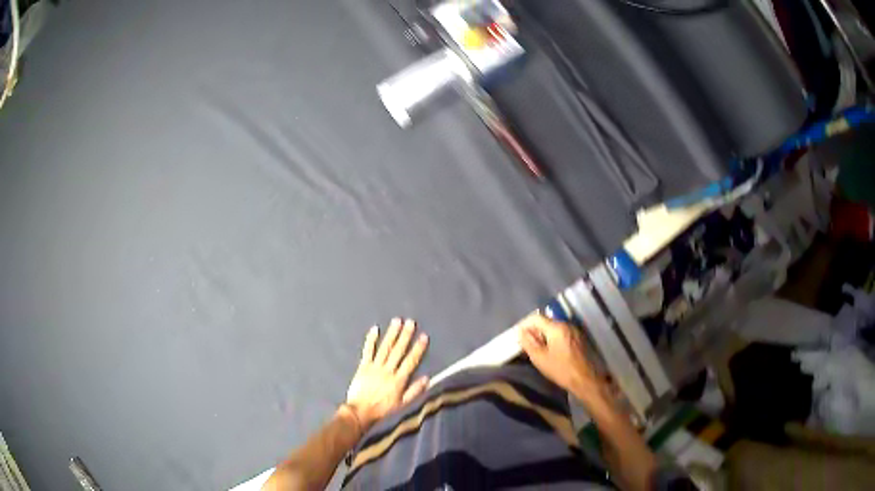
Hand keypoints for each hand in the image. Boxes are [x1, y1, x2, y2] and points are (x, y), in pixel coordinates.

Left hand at [345, 318, 428, 430]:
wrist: (360, 412)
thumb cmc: (383, 411)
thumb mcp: (403, 405)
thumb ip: (414, 391)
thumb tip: (427, 378)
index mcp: (399, 380)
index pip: (410, 361)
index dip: (418, 349)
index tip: (423, 337)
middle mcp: (388, 370)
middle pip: (398, 350)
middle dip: (405, 336)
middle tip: (410, 322)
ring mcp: (374, 367)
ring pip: (385, 348)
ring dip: (391, 334)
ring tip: (397, 321)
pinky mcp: (363, 366)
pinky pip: (368, 351)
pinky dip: (371, 340)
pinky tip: (375, 329)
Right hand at [517, 312, 602, 397]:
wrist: (586, 379)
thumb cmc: (561, 370)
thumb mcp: (540, 358)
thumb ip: (529, 342)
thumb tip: (521, 331)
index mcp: (556, 327)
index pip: (536, 318)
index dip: (525, 324)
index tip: (518, 336)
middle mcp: (567, 325)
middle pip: (546, 321)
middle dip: (534, 330)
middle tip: (526, 344)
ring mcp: (574, 331)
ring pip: (554, 328)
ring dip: (544, 335)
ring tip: (537, 349)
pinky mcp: (579, 338)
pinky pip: (562, 334)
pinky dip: (553, 339)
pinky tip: (551, 351)